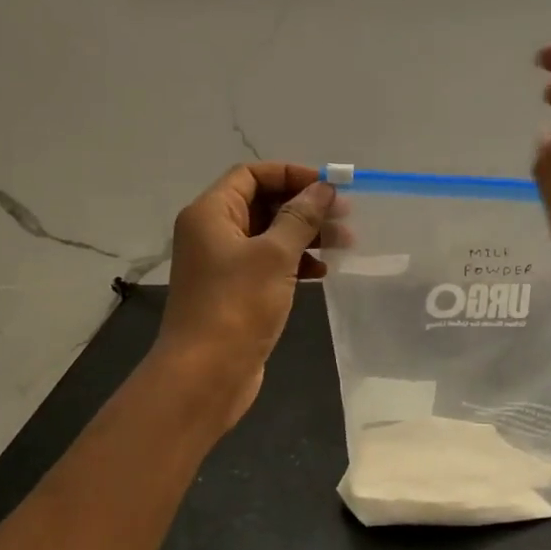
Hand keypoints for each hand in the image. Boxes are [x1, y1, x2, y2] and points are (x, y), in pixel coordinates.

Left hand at [153, 162, 333, 423]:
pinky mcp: (235, 292)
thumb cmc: (237, 306)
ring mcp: (223, 264)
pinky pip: (268, 264)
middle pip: (262, 203)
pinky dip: (295, 262)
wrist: (205, 374)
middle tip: (345, 216)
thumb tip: (324, 188)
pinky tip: (321, 272)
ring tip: (344, 243)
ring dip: (305, 235)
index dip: (290, 175)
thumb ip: (301, 217)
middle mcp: (212, 233)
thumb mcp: (275, 255)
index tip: (328, 187)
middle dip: (304, 207)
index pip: (251, 175)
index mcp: (211, 213)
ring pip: (269, 235)